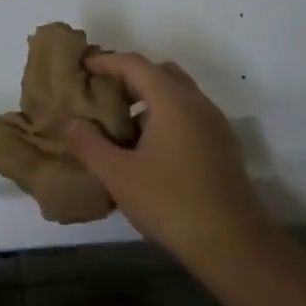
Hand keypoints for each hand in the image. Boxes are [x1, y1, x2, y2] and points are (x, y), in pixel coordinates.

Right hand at [64, 52, 268, 271]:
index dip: (106, 61)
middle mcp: (197, 104)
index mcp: (172, 101)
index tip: (82, 67)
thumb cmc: (170, 202)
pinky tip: (146, 150)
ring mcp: (215, 125)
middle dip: (128, 78)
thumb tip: (72, 123)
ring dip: (147, 100)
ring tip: (119, 126)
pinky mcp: (222, 147)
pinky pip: (188, 116)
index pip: (135, 64)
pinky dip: (164, 118)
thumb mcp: (118, 175)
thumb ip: (89, 144)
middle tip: (100, 96)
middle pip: (160, 73)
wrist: (233, 244)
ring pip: (177, 96)